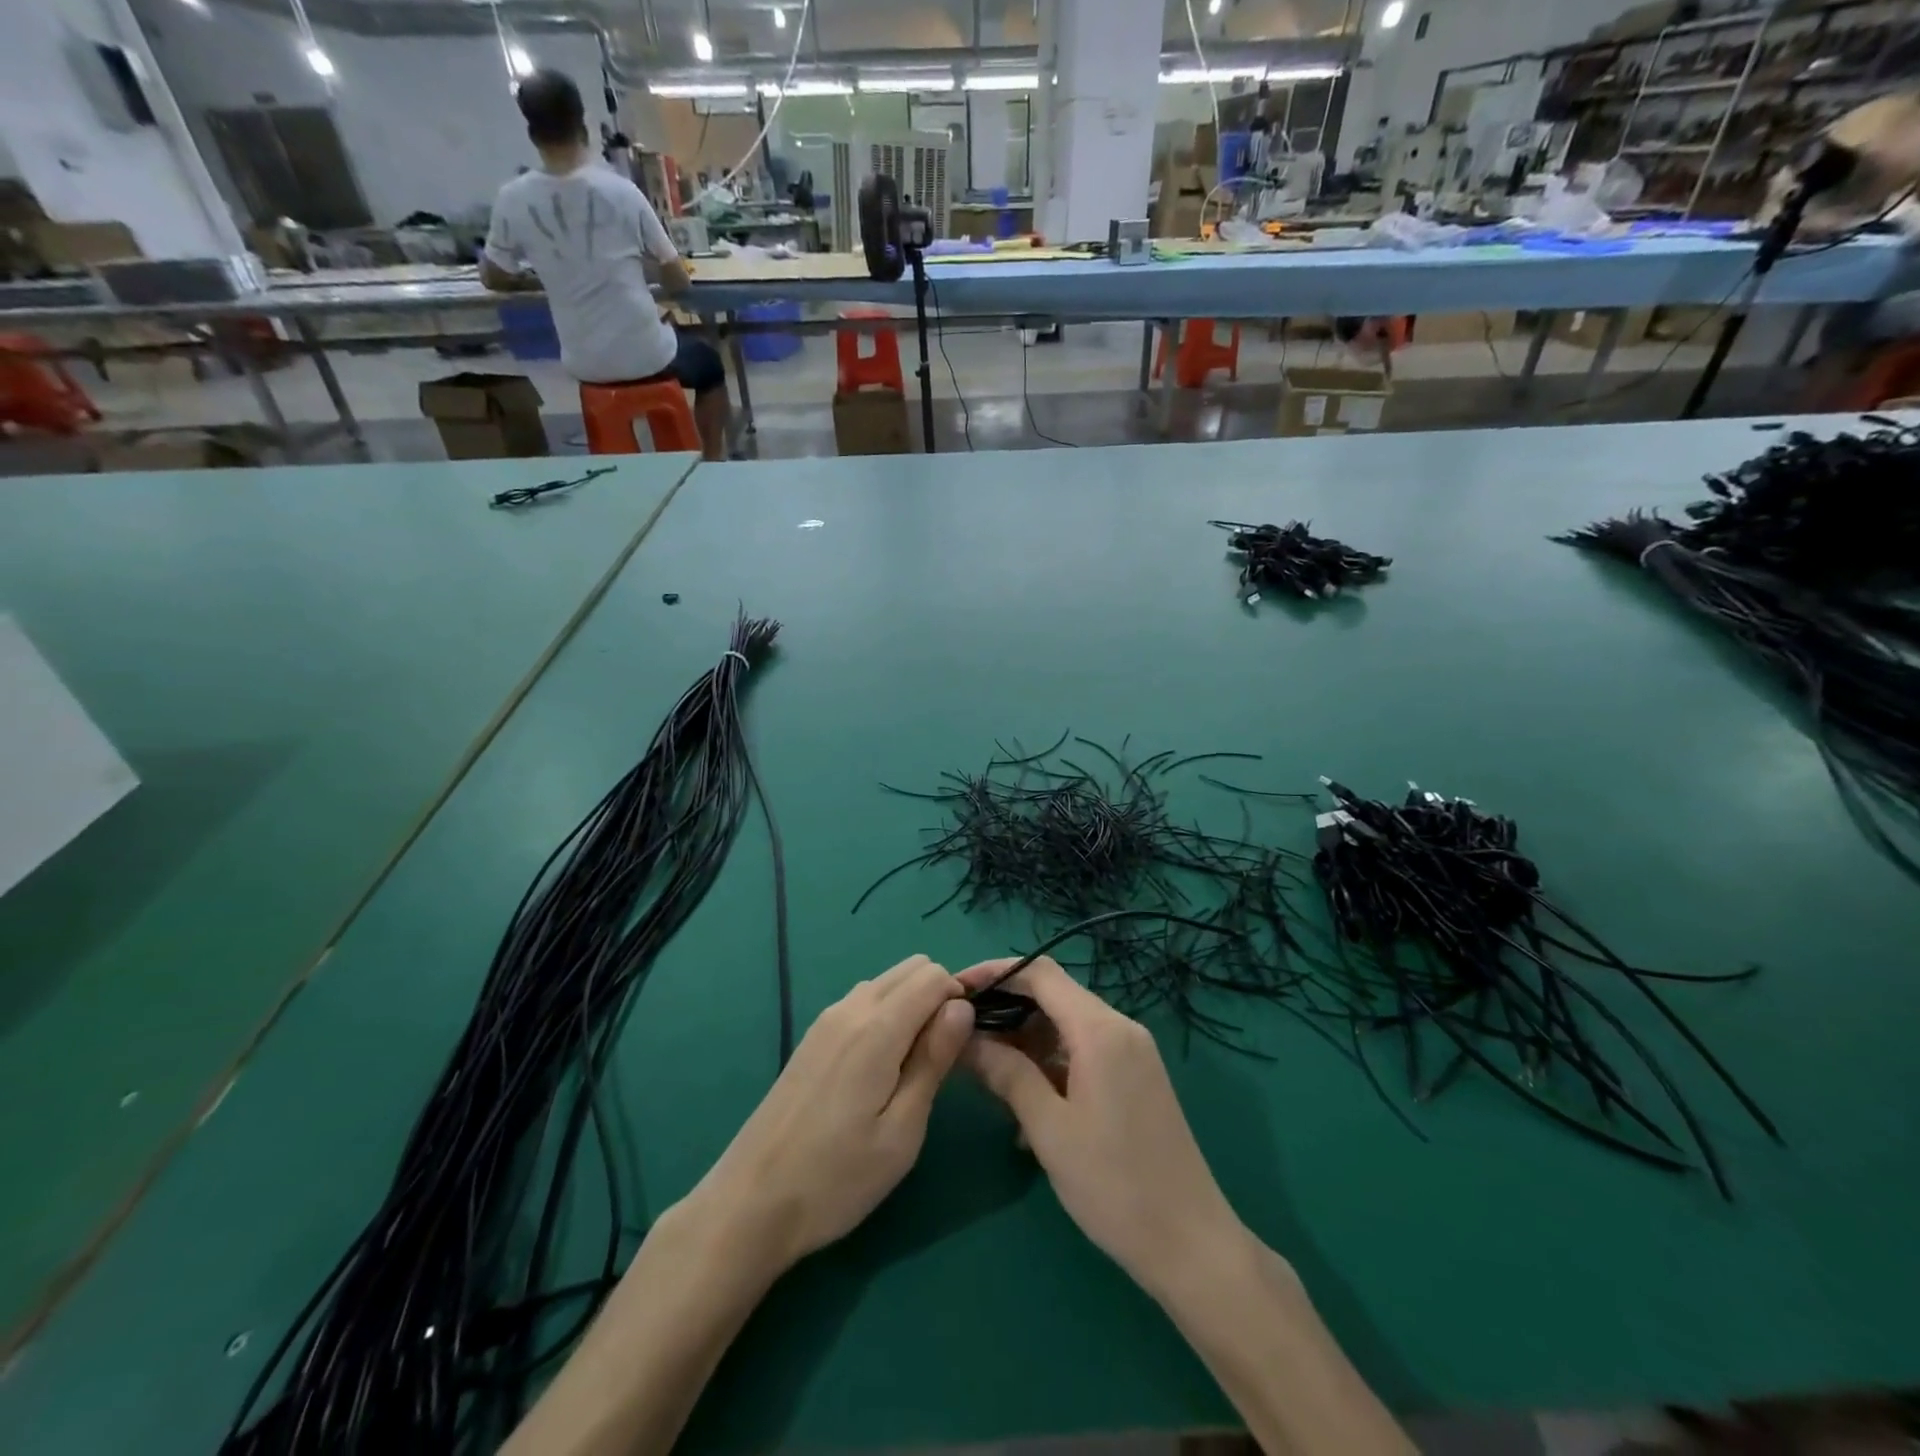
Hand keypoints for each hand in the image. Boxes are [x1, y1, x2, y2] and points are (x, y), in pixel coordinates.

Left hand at [683, 956, 973, 1279]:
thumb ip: (933, 1060)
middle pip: (910, 969)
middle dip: (937, 997)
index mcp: (876, 1028)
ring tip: (911, 1069)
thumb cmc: (836, 1178)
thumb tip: (961, 1008)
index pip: (933, 975)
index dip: (958, 1000)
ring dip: (911, 1006)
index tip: (961, 1046)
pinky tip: (879, 1071)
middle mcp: (850, 1008)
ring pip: (886, 983)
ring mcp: (826, 1020)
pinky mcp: (813, 1037)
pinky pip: (862, 1002)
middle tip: (940, 1058)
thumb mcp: (902, 1131)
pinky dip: (885, 1016)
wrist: (750, 1203)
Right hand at [957, 956, 1246, 1300]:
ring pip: (1066, 1025)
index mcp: (1100, 1030)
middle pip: (1053, 995)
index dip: (995, 972)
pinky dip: (1049, 1063)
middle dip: (1005, 1008)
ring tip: (983, 1070)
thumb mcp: (1049, 1129)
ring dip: (1025, 1040)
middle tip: (961, 1033)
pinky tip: (1022, 1101)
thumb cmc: (1114, 1185)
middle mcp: (1119, 1028)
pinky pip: (1083, 1051)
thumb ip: (1007, 1074)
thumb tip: (966, 1039)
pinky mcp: (1135, 1077)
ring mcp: (1131, 1052)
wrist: (1191, 1244)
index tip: (956, 989)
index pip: (1040, 973)